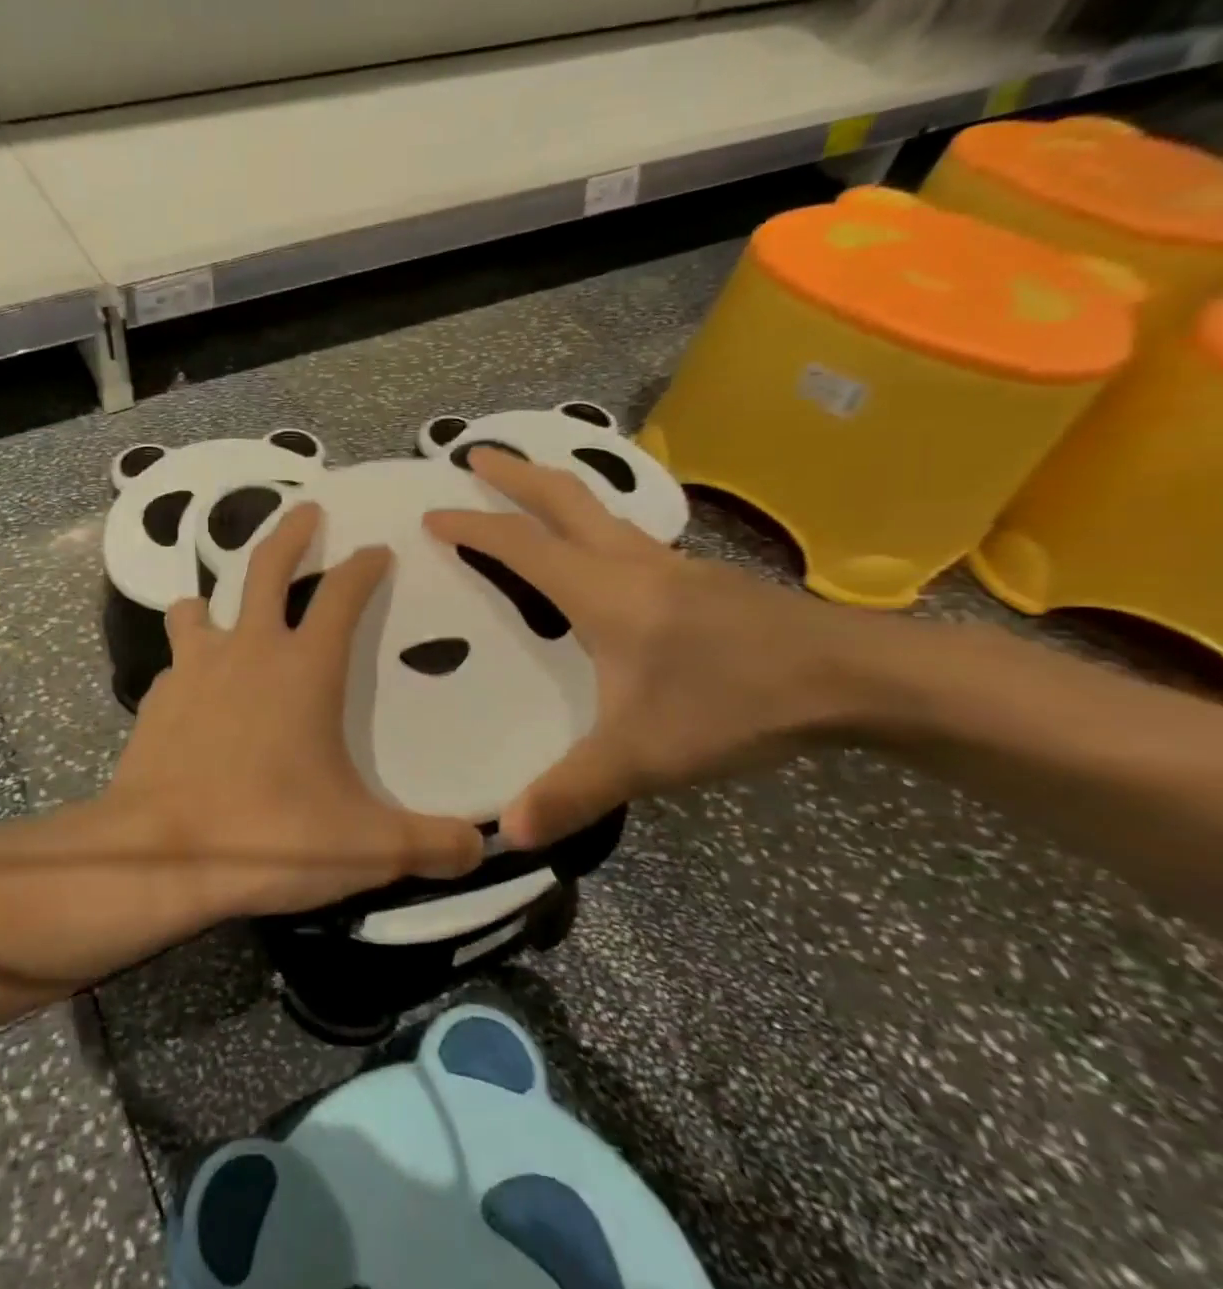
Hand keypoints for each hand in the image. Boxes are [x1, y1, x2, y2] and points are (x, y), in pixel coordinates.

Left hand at [107, 502, 484, 917]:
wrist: (159, 856)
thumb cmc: (268, 836)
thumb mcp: (364, 847)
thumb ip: (430, 844)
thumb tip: (481, 849)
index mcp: (304, 668)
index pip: (343, 595)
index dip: (364, 567)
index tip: (377, 548)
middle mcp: (248, 650)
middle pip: (266, 567)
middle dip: (291, 533)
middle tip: (307, 509)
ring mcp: (194, 669)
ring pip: (201, 606)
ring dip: (217, 597)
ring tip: (225, 606)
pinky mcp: (157, 698)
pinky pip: (178, 663)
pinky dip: (191, 664)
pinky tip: (197, 692)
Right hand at [425, 449, 850, 849]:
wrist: (856, 679)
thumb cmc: (735, 703)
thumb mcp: (644, 756)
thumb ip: (573, 790)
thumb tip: (507, 834)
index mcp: (602, 590)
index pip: (520, 545)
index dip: (471, 527)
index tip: (431, 514)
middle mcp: (630, 562)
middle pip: (563, 497)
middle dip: (514, 473)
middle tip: (474, 454)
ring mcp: (671, 565)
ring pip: (599, 510)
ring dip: (554, 492)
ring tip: (525, 492)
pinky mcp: (699, 579)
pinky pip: (626, 535)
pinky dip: (590, 524)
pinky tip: (597, 555)